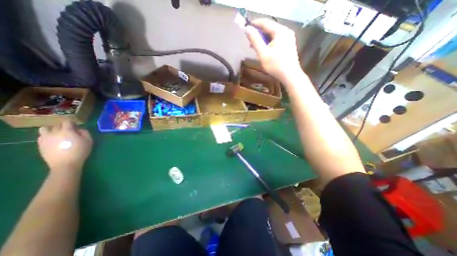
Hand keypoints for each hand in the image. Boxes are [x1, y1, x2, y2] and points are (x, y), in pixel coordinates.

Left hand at [38, 120, 92, 171]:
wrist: (65, 164)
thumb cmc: (80, 151)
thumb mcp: (89, 141)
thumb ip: (85, 133)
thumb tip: (79, 129)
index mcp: (67, 131)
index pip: (67, 122)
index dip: (72, 122)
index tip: (76, 125)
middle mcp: (54, 132)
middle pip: (56, 125)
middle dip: (63, 126)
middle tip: (69, 131)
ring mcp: (45, 138)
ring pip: (45, 129)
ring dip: (52, 130)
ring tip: (58, 134)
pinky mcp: (40, 144)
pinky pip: (42, 136)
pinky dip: (48, 136)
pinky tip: (54, 141)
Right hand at [247, 19, 302, 82]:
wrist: (290, 76)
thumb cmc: (276, 66)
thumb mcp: (263, 53)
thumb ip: (255, 41)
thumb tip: (247, 29)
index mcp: (280, 31)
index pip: (265, 22)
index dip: (255, 24)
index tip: (246, 27)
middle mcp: (286, 31)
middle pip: (270, 28)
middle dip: (259, 33)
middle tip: (249, 39)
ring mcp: (289, 38)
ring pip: (273, 35)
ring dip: (263, 39)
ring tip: (255, 46)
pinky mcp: (289, 45)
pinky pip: (277, 40)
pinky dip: (269, 43)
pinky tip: (264, 49)